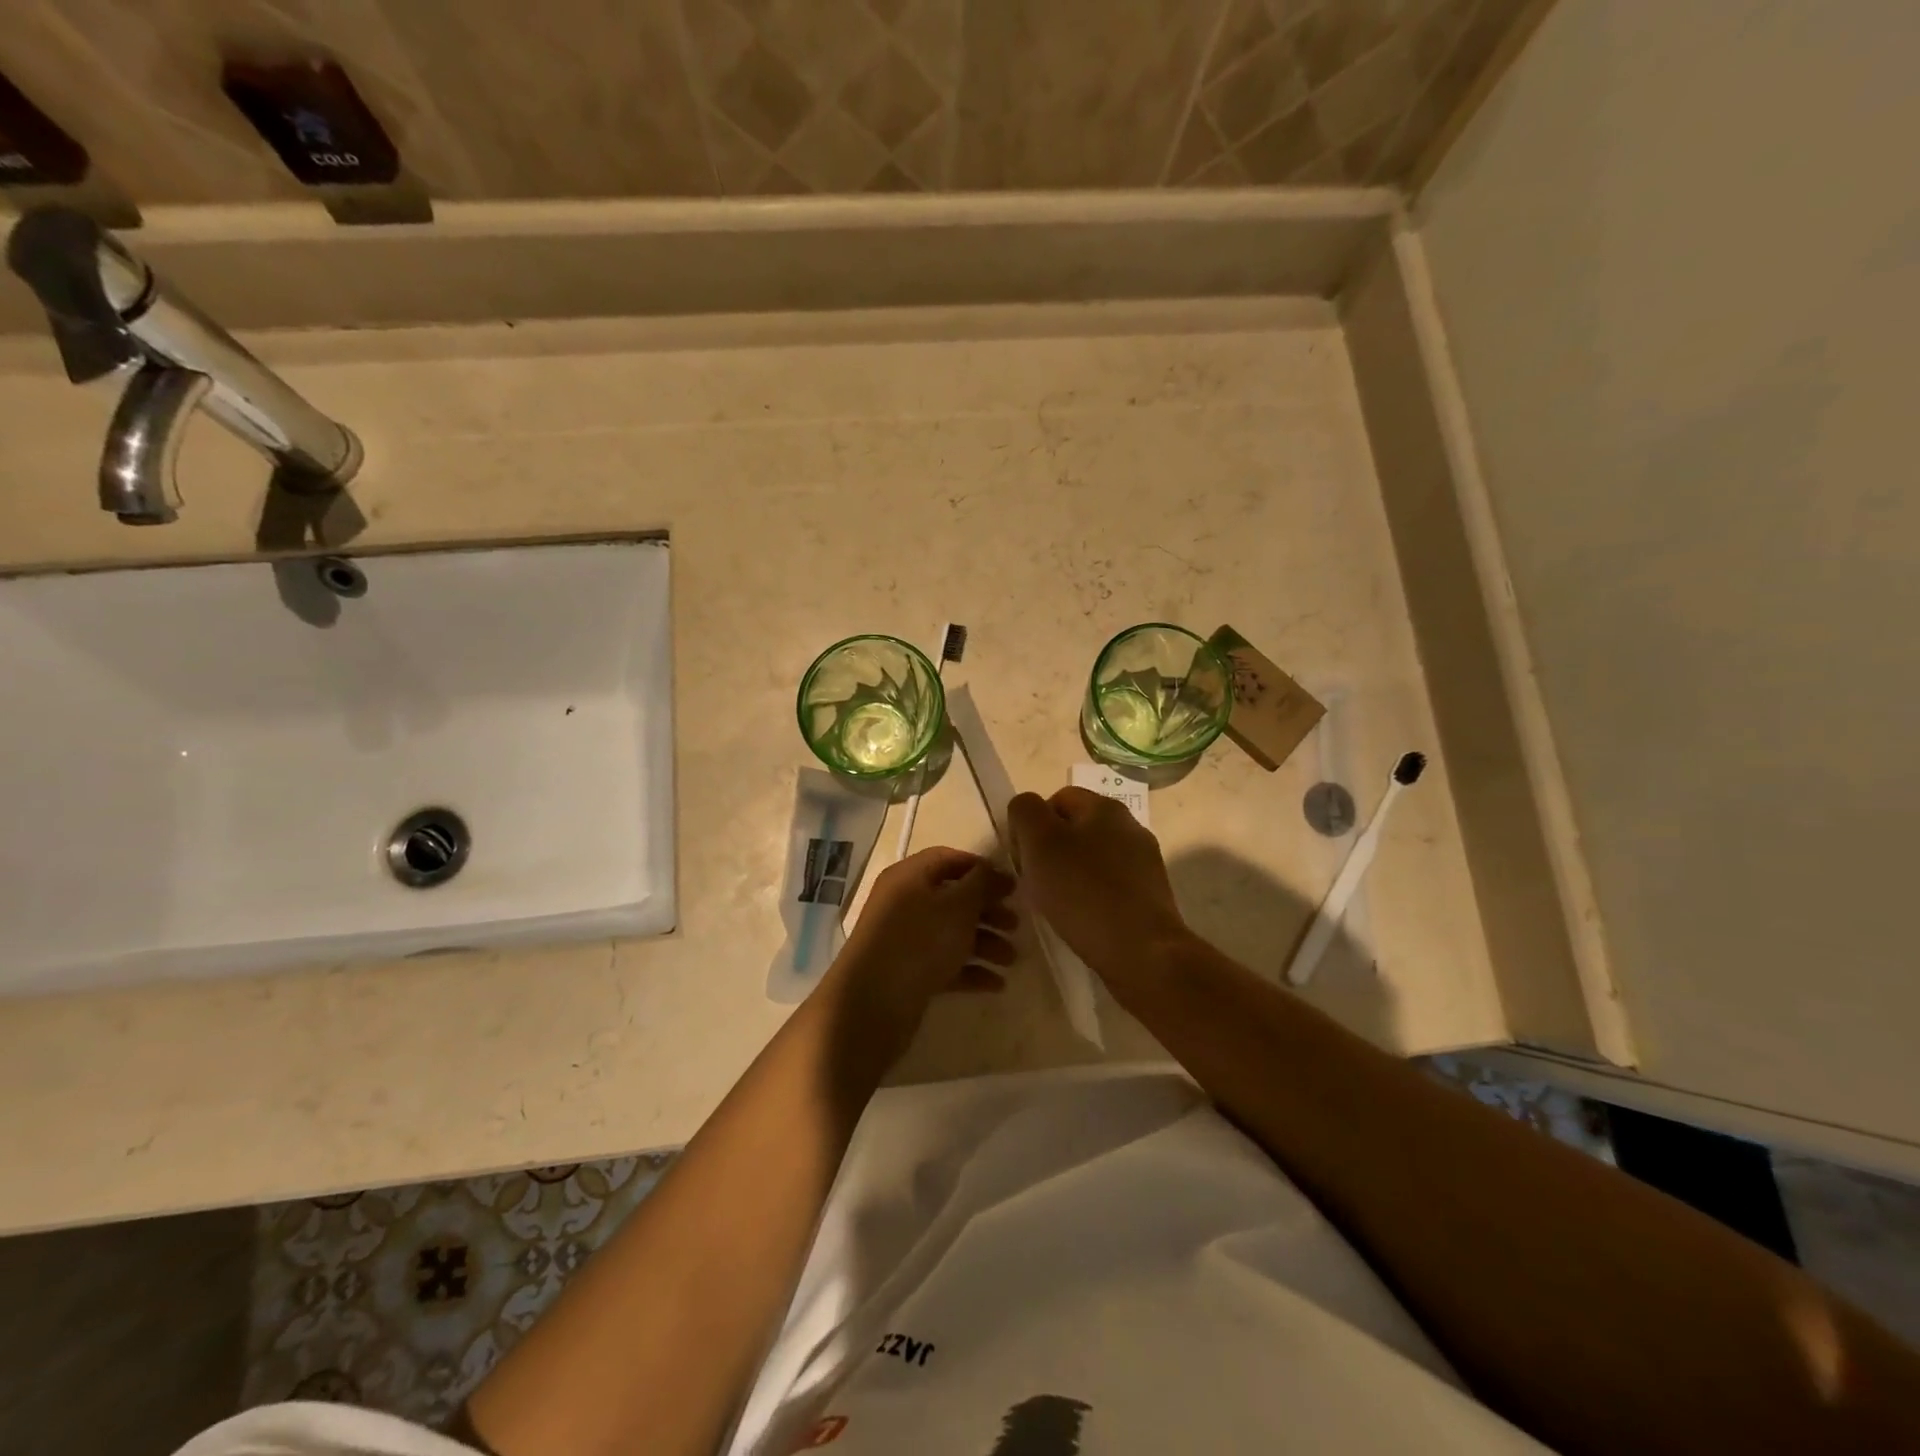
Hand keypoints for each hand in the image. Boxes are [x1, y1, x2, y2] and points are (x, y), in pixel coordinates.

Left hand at [823, 846, 1016, 1062]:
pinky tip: (995, 984)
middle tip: (1016, 926)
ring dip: (985, 943)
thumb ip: (981, 883)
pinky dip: (969, 969)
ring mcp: (903, 939)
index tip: (1011, 886)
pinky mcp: (907, 972)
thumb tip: (995, 871)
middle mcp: (903, 902)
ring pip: (951, 933)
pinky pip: (944, 963)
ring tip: (1011, 961)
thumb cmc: (919, 941)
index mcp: (909, 876)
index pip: (949, 859)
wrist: (872, 1003)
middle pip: (953, 898)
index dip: (982, 869)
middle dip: (988, 911)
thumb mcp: (958, 905)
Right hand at [1009, 787, 1189, 979]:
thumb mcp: (1039, 842)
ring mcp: (1144, 862)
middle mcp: (1130, 827)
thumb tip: (1027, 811)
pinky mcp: (1150, 895)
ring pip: (1092, 859)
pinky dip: (1091, 898)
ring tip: (1058, 906)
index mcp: (1105, 807)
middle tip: (1036, 883)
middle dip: (1051, 852)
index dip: (1032, 824)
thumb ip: (1025, 812)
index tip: (1023, 858)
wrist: (1142, 952)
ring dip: (1070, 876)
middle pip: (1075, 829)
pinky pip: (1109, 886)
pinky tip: (1083, 920)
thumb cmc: (1083, 892)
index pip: (1057, 799)